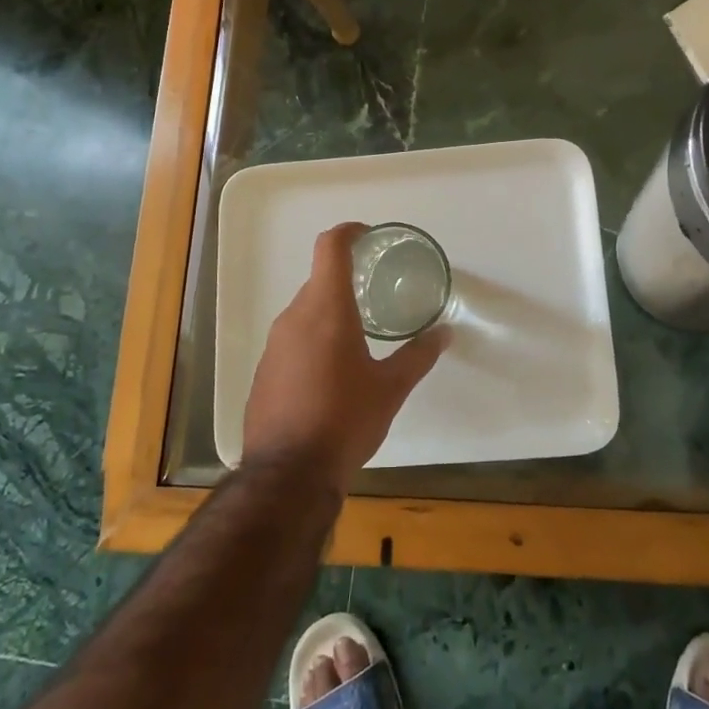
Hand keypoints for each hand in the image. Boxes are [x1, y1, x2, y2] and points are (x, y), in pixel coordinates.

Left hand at [241, 223, 447, 494]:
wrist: (287, 475)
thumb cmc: (345, 420)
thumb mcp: (391, 388)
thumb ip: (418, 355)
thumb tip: (444, 333)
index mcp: (327, 308)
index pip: (331, 247)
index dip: (349, 232)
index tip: (368, 236)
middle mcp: (294, 317)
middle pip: (320, 281)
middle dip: (348, 282)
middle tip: (377, 296)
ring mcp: (273, 344)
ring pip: (306, 312)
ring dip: (331, 314)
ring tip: (360, 337)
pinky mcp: (264, 371)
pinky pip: (292, 340)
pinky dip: (314, 341)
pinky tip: (332, 374)